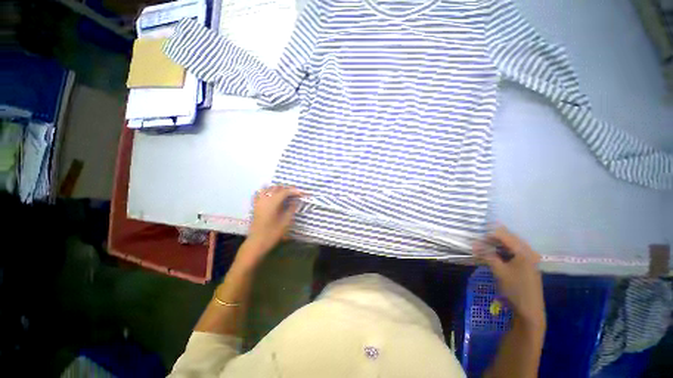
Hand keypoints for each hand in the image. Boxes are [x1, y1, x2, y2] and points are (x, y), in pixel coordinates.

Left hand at [238, 185, 303, 266]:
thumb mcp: (286, 221)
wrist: (257, 242)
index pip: (285, 191)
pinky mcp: (256, 205)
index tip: (301, 194)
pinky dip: (267, 191)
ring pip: (269, 188)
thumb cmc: (273, 233)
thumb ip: (291, 209)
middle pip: (277, 188)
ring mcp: (259, 201)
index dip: (294, 191)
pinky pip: (261, 193)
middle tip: (295, 194)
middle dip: (287, 189)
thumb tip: (296, 201)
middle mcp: (265, 198)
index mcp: (273, 202)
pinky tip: (271, 194)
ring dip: (278, 189)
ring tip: (285, 194)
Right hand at [474, 226, 544, 328]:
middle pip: (508, 237)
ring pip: (511, 244)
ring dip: (497, 244)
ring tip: (484, 249)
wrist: (529, 309)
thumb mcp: (499, 271)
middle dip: (492, 238)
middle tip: (479, 244)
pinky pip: (514, 251)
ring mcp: (530, 257)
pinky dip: (503, 250)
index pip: (503, 234)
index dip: (488, 235)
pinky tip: (495, 255)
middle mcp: (529, 251)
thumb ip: (487, 255)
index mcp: (523, 251)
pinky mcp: (528, 263)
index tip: (476, 240)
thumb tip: (474, 244)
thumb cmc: (514, 289)